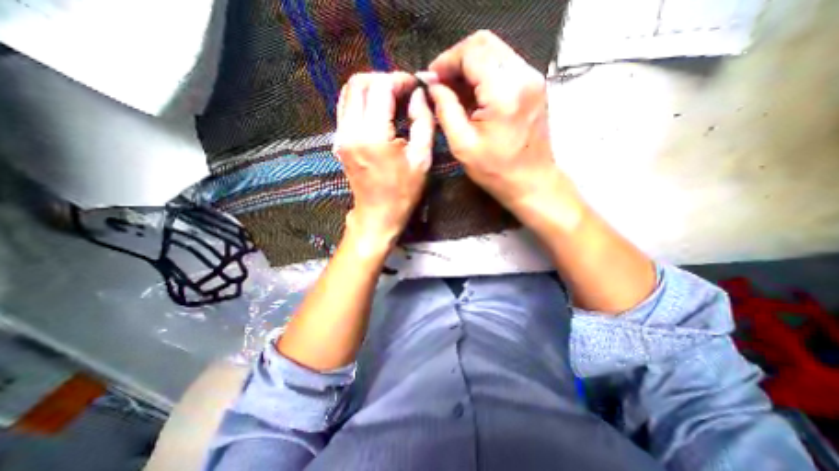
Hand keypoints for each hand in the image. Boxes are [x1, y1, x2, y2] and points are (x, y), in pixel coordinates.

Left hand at [333, 71, 431, 248]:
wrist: (377, 214)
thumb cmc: (403, 192)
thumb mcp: (421, 159)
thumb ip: (423, 122)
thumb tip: (419, 96)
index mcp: (373, 136)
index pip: (381, 87)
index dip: (400, 80)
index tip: (415, 87)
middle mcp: (351, 131)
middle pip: (359, 83)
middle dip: (384, 80)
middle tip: (403, 92)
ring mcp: (341, 136)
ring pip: (349, 93)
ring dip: (372, 89)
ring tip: (392, 100)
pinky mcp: (339, 141)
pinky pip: (346, 108)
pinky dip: (362, 101)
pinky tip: (378, 112)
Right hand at [423, 30, 573, 220]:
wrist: (531, 181)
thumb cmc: (495, 171)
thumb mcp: (462, 145)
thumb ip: (445, 109)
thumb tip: (432, 86)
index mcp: (504, 93)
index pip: (471, 53)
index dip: (446, 61)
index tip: (431, 79)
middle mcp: (523, 76)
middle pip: (484, 43)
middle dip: (457, 59)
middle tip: (441, 83)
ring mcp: (532, 78)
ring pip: (495, 51)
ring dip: (470, 66)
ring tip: (454, 90)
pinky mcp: (534, 85)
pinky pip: (504, 65)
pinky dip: (484, 73)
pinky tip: (473, 94)